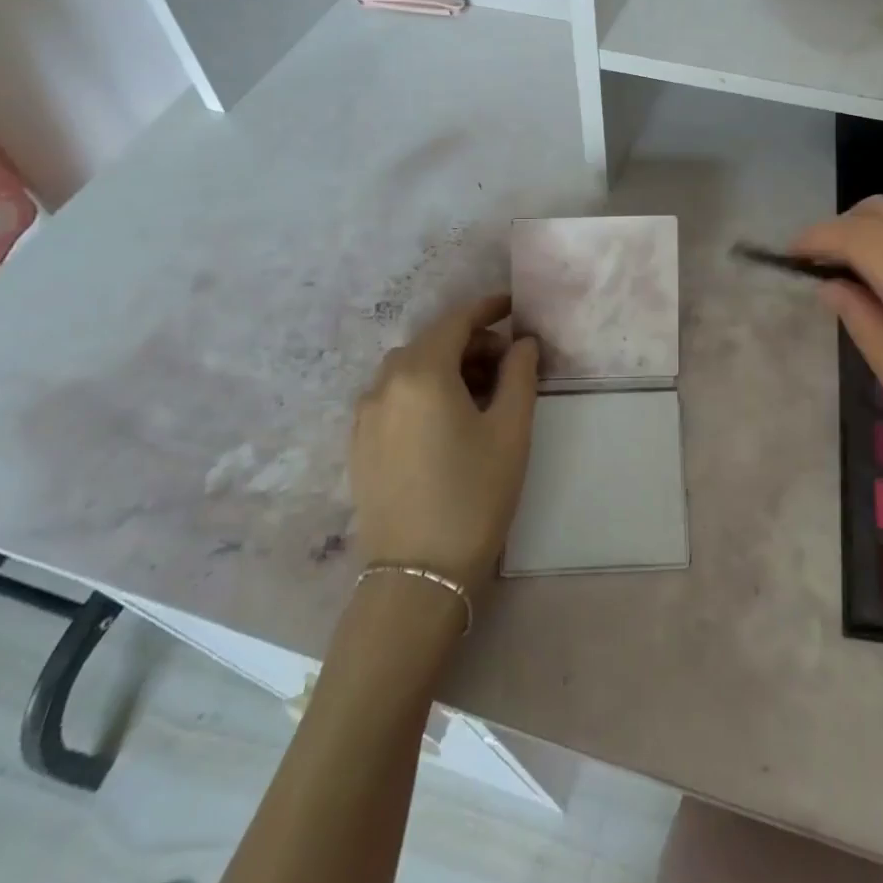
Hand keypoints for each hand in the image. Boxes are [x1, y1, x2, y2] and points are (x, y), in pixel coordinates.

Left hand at [350, 295, 538, 587]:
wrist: (418, 575)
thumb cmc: (474, 494)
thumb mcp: (511, 430)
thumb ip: (520, 374)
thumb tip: (522, 342)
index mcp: (421, 373)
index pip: (456, 321)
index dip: (487, 308)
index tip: (513, 306)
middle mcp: (385, 384)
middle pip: (431, 342)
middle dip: (471, 342)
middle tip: (508, 362)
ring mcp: (365, 415)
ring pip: (409, 369)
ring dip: (445, 365)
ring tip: (480, 392)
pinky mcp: (359, 444)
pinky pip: (393, 396)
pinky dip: (422, 390)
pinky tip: (446, 419)